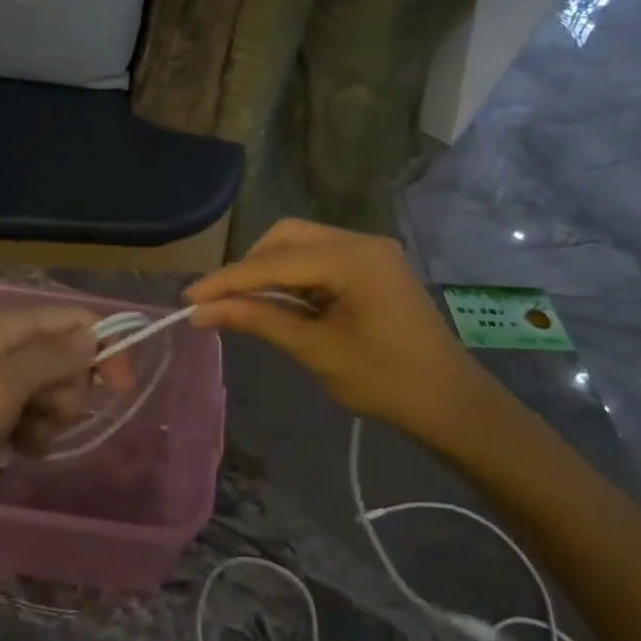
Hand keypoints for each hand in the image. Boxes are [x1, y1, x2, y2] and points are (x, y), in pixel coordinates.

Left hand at [0, 305, 99, 527]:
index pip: (76, 322)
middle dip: (69, 393)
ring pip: (55, 391)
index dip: (104, 351)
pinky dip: (34, 432)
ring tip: (22, 439)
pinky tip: (16, 450)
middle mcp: (5, 347)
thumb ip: (50, 359)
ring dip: (51, 419)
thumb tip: (94, 338)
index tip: (120, 392)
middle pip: (70, 358)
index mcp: (7, 329)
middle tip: (40, 417)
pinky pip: (33, 415)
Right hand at [185, 218, 488, 439]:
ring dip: (268, 270)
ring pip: (300, 244)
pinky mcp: (371, 265)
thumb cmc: (386, 382)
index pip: (274, 262)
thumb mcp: (316, 351)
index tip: (188, 297)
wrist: (452, 403)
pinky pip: (318, 258)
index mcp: (353, 258)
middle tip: (220, 302)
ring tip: (243, 305)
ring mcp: (369, 251)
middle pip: (285, 237)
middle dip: (249, 267)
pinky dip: (292, 277)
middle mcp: (361, 241)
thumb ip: (258, 321)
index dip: (227, 280)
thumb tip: (201, 313)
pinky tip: (277, 302)